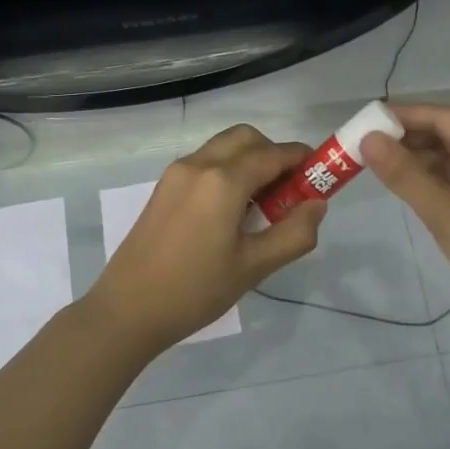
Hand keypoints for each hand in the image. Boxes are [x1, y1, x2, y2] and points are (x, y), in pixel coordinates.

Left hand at [84, 125, 326, 355]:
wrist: (127, 309)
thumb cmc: (195, 290)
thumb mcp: (254, 267)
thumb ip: (294, 233)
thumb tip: (317, 204)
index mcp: (222, 181)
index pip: (273, 154)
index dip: (302, 159)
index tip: (321, 174)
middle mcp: (199, 165)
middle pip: (247, 138)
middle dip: (274, 154)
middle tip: (290, 191)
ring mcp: (176, 173)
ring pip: (224, 147)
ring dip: (250, 161)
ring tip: (263, 204)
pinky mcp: (164, 186)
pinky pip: (205, 162)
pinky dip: (228, 170)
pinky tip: (233, 210)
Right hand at [361, 103, 449, 343]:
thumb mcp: (445, 212)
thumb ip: (405, 174)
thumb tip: (368, 139)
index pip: (444, 117)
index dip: (403, 115)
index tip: (365, 120)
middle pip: (449, 134)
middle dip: (407, 137)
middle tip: (364, 145)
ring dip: (418, 159)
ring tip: (377, 166)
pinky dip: (433, 180)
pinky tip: (408, 188)